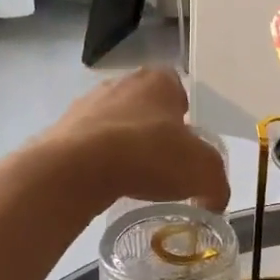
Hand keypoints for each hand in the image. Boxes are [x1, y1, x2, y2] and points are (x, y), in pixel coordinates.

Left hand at [41, 67, 230, 211]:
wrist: (79, 167)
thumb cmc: (150, 154)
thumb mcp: (203, 172)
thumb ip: (217, 184)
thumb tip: (215, 200)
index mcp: (159, 80)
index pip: (179, 90)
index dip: (186, 117)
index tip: (187, 146)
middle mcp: (122, 82)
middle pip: (145, 107)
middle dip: (154, 131)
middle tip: (163, 165)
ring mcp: (87, 103)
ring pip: (115, 124)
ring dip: (123, 146)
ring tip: (132, 178)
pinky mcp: (62, 128)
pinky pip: (88, 144)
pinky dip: (98, 161)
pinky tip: (105, 183)